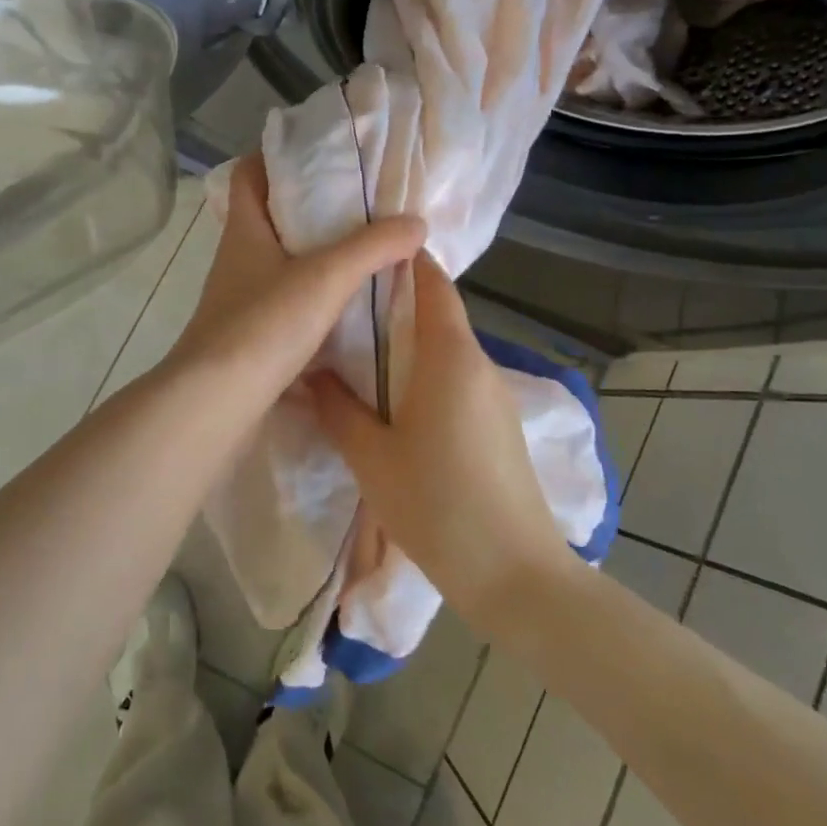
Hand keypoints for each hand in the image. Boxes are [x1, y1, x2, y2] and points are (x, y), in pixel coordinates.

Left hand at [164, 155, 424, 414]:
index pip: (249, 175)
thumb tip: (415, 222)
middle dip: (313, 212)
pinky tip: (353, 311)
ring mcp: (242, 302)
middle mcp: (239, 261)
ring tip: (367, 255)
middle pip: (272, 220)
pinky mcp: (252, 339)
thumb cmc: (263, 325)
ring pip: (283, 267)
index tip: (320, 156)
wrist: (217, 403)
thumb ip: (372, 247)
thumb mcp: (325, 277)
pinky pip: (289, 308)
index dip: (276, 158)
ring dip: (319, 261)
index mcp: (245, 231)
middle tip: (362, 207)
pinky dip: (318, 304)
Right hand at [307, 252, 567, 621]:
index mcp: (450, 357)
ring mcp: (494, 395)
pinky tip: (392, 395)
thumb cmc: (438, 506)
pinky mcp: (498, 424)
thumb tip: (310, 372)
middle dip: (393, 300)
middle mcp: (478, 364)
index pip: (432, 284)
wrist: (516, 577)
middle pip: (437, 313)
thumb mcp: (372, 457)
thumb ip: (338, 407)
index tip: (362, 248)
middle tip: (340, 299)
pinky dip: (423, 371)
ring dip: (407, 340)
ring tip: (356, 345)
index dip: (401, 259)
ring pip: (445, 348)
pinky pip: (456, 378)